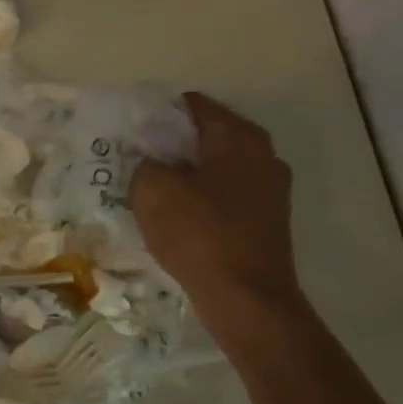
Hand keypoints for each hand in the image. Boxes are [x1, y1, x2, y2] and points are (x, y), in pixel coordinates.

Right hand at [131, 92, 302, 320]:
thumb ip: (145, 164)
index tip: (132, 132)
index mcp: (237, 137)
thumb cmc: (198, 234)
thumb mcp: (152, 190)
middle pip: (208, 135)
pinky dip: (202, 197)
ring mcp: (271, 188)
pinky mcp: (267, 219)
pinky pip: (227, 194)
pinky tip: (178, 215)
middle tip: (137, 160)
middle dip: (173, 144)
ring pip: (218, 166)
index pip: (193, 105)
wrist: (245, 298)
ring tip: (153, 188)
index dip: (159, 114)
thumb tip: (152, 164)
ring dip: (188, 173)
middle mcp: (262, 154)